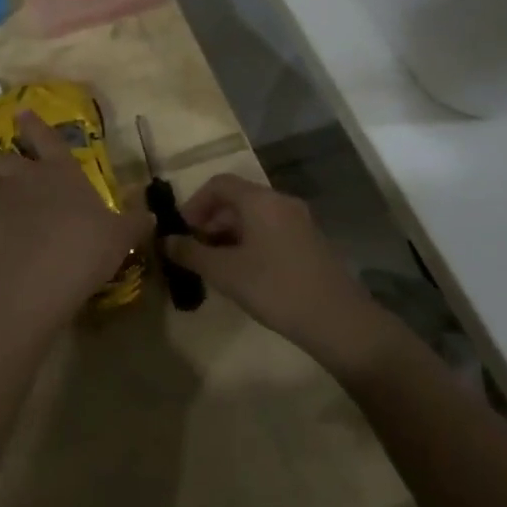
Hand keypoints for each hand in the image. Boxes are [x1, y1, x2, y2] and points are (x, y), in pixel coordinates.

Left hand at [0, 112, 150, 322]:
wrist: (36, 278)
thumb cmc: (84, 246)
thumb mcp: (120, 237)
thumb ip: (134, 222)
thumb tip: (151, 214)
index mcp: (61, 170)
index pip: (46, 137)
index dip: (34, 123)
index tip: (22, 111)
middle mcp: (27, 176)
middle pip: (9, 156)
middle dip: (12, 159)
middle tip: (19, 170)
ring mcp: (2, 199)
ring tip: (9, 200)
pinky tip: (4, 235)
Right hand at [163, 174, 403, 373]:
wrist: (341, 323)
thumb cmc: (276, 288)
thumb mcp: (225, 273)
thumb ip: (191, 253)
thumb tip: (165, 240)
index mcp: (260, 200)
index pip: (218, 184)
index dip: (194, 203)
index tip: (182, 231)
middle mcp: (281, 202)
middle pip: (237, 199)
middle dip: (211, 221)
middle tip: (195, 251)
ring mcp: (300, 222)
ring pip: (255, 217)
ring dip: (230, 235)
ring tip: (216, 266)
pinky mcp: (311, 244)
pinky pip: (271, 231)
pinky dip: (251, 243)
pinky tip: (246, 275)